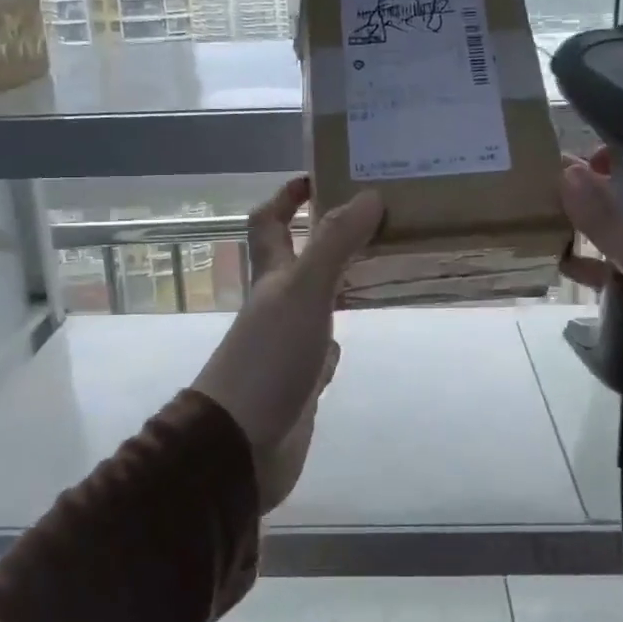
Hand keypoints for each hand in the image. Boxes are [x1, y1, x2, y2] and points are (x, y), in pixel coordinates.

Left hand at [192, 177, 382, 511]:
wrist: (241, 444)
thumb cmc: (270, 358)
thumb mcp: (304, 291)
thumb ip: (336, 244)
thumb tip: (369, 195)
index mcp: (270, 277)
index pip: (269, 221)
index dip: (287, 196)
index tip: (321, 177)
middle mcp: (276, 305)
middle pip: (298, 259)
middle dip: (328, 236)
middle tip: (374, 219)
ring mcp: (287, 344)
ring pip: (315, 303)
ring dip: (339, 284)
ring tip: (380, 268)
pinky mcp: (300, 380)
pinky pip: (321, 350)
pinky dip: (336, 338)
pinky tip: (353, 336)